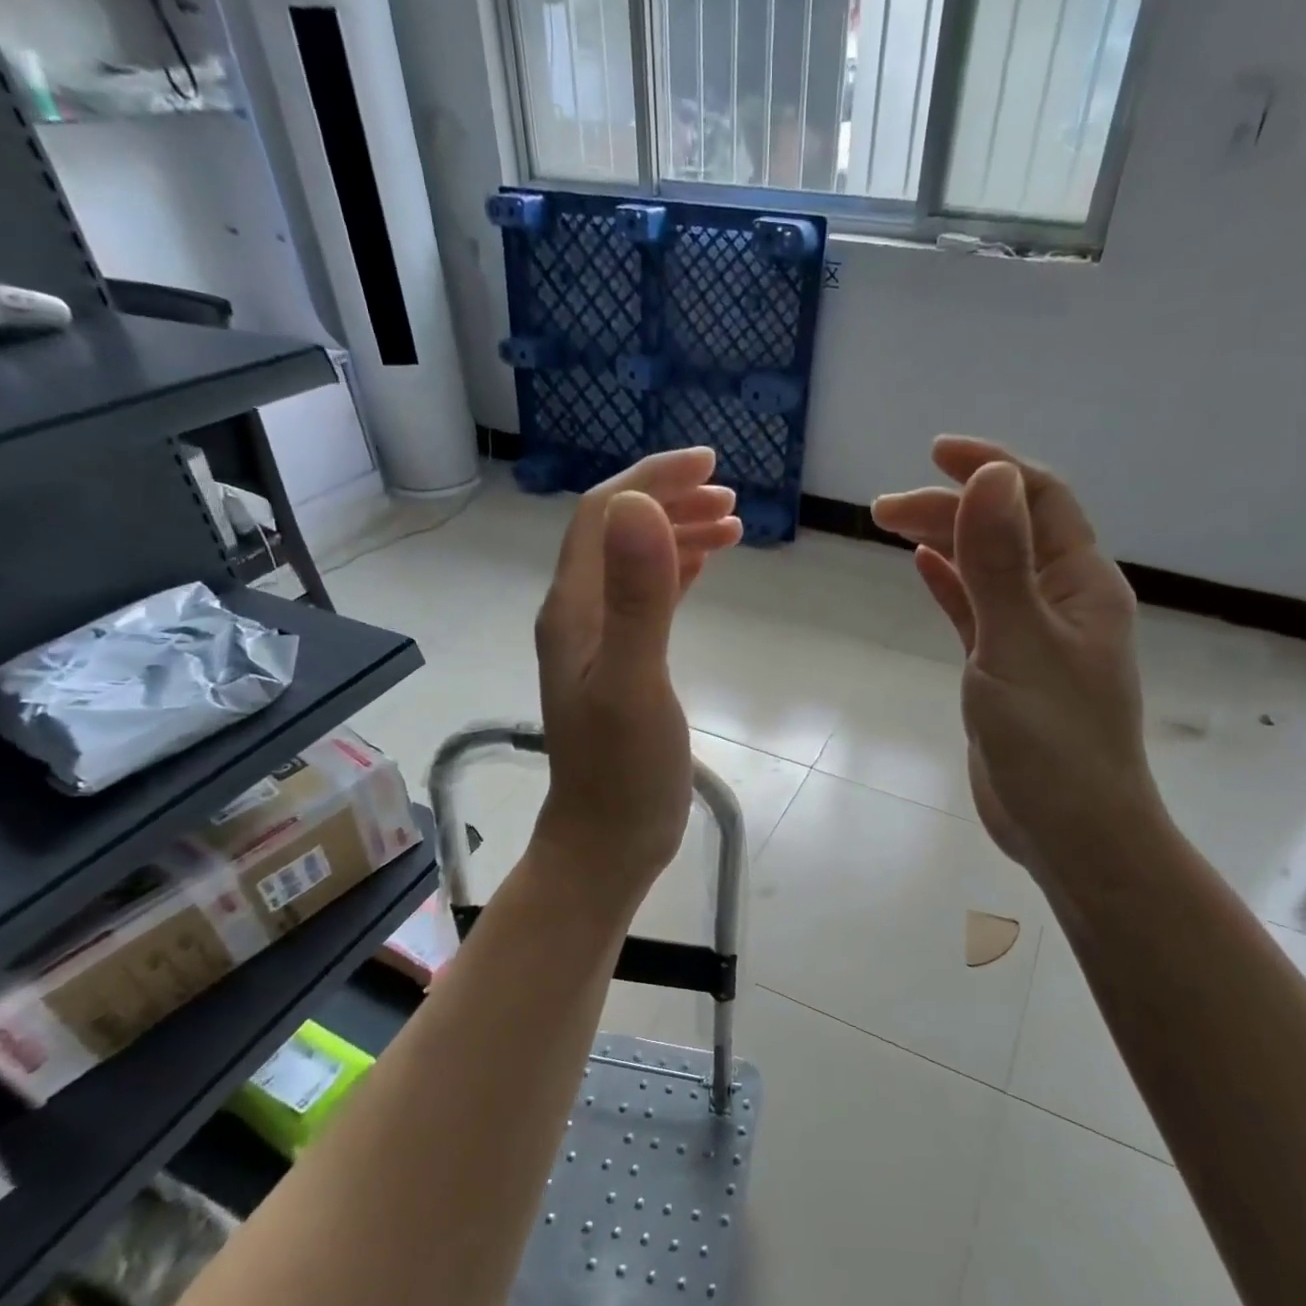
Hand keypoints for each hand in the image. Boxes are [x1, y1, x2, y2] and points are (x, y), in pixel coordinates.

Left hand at [532, 448, 740, 900]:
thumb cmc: (623, 771)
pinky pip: (646, 598)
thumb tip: (642, 504)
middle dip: (670, 501)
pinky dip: (677, 572)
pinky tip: (704, 568)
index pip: (604, 514)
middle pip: (617, 532)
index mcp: (574, 608)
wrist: (608, 840)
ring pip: (634, 563)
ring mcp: (599, 641)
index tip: (710, 466)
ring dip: (677, 534)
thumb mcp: (635, 681)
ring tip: (731, 527)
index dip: (652, 478)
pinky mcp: (622, 665)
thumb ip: (639, 596)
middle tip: (731, 500)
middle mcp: (579, 615)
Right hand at [872, 437, 1161, 874]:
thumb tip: (989, 477)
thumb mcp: (1018, 643)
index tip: (935, 454)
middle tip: (881, 510)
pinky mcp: (1008, 670)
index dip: (991, 468)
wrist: (1070, 828)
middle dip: (950, 508)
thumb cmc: (1051, 739)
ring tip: (892, 525)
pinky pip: (979, 610)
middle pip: (1007, 531)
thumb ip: (1001, 562)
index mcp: (1081, 584)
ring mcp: (1035, 637)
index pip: (1040, 498)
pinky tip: (923, 567)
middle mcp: (1063, 601)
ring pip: (989, 569)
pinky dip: (952, 584)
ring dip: (947, 540)